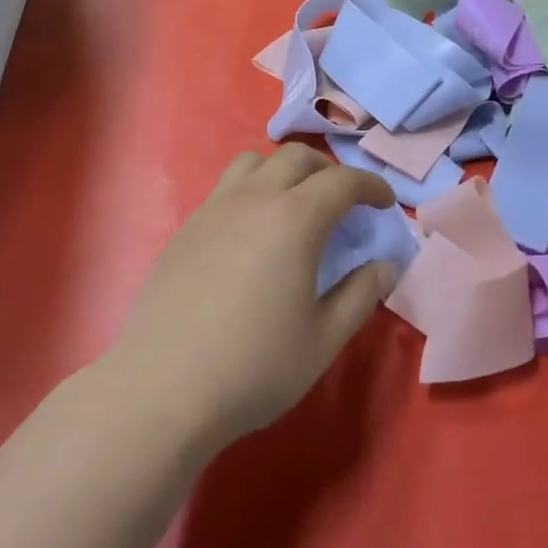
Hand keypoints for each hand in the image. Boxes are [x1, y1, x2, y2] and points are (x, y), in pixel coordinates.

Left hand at [109, 145, 398, 447]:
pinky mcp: (185, 230)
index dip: (371, 186)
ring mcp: (213, 210)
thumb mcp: (324, 338)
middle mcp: (253, 199)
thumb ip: (361, 294)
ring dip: (285, 171)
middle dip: (329, 171)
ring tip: (295, 205)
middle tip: (344, 202)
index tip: (385, 204)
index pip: (343, 180)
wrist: (162, 389)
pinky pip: (225, 189)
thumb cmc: (255, 366)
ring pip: (254, 163)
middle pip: (297, 158)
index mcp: (294, 219)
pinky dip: (251, 191)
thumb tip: (384, 266)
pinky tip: (252, 234)